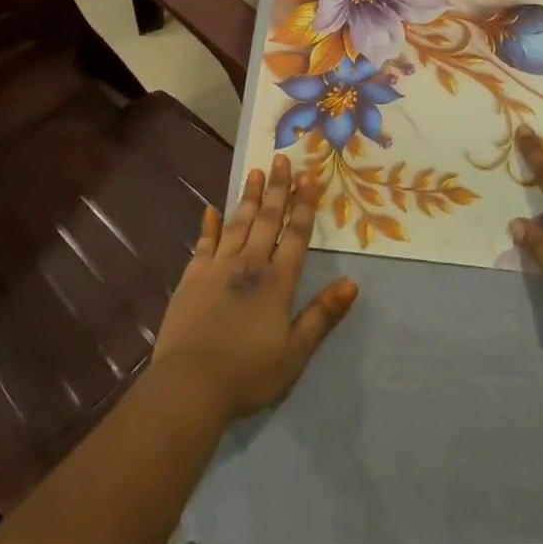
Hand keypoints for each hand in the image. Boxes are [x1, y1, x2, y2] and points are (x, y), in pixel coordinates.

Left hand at [152, 155, 358, 422]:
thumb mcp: (295, 352)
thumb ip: (322, 315)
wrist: (190, 384)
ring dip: (248, 197)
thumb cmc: (248, 373)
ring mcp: (217, 267)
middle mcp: (249, 265)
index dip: (303, 205)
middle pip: (266, 220)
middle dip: (277, 189)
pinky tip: (211, 209)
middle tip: (281, 159)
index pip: (295, 235)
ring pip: (237, 223)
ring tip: (255, 172)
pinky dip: (209, 225)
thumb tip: (352, 282)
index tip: (310, 176)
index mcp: (277, 282)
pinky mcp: (192, 277)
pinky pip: (204, 243)